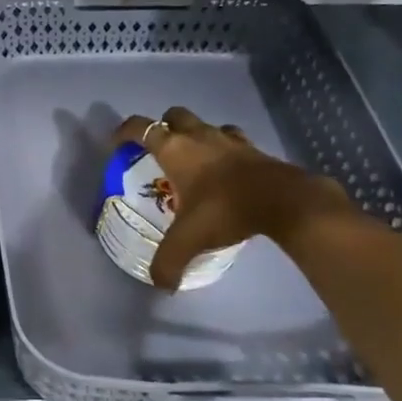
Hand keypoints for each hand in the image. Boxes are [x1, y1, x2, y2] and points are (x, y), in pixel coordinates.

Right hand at [112, 107, 348, 290]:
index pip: (140, 128)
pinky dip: (224, 148)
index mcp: (174, 149)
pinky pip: (232, 139)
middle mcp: (198, 136)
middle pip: (173, 115)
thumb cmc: (225, 209)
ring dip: (195, 136)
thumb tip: (162, 285)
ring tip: (193, 160)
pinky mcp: (254, 149)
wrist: (285, 201)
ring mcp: (229, 139)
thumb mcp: (189, 240)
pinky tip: (225, 168)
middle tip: (159, 152)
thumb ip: (169, 262)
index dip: (123, 133)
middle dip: (163, 127)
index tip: (116, 145)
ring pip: (204, 125)